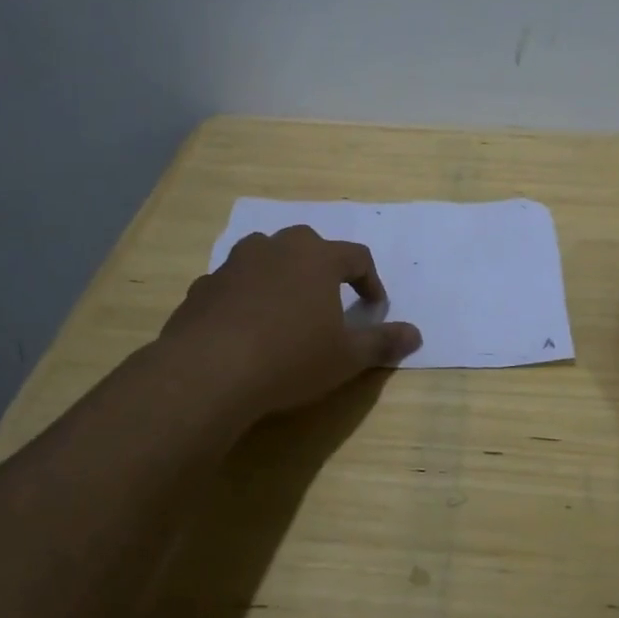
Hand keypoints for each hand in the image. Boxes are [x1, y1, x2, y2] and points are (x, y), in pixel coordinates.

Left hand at [160, 225, 421, 421]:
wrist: (208, 372)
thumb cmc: (291, 358)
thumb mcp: (347, 357)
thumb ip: (382, 342)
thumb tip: (416, 334)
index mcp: (316, 258)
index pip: (356, 257)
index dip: (370, 281)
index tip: (374, 308)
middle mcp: (275, 249)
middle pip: (308, 245)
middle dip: (323, 269)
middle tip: (329, 300)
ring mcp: (234, 264)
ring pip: (265, 257)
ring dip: (280, 275)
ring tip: (285, 308)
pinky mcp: (202, 287)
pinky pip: (233, 284)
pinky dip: (244, 297)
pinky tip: (244, 328)